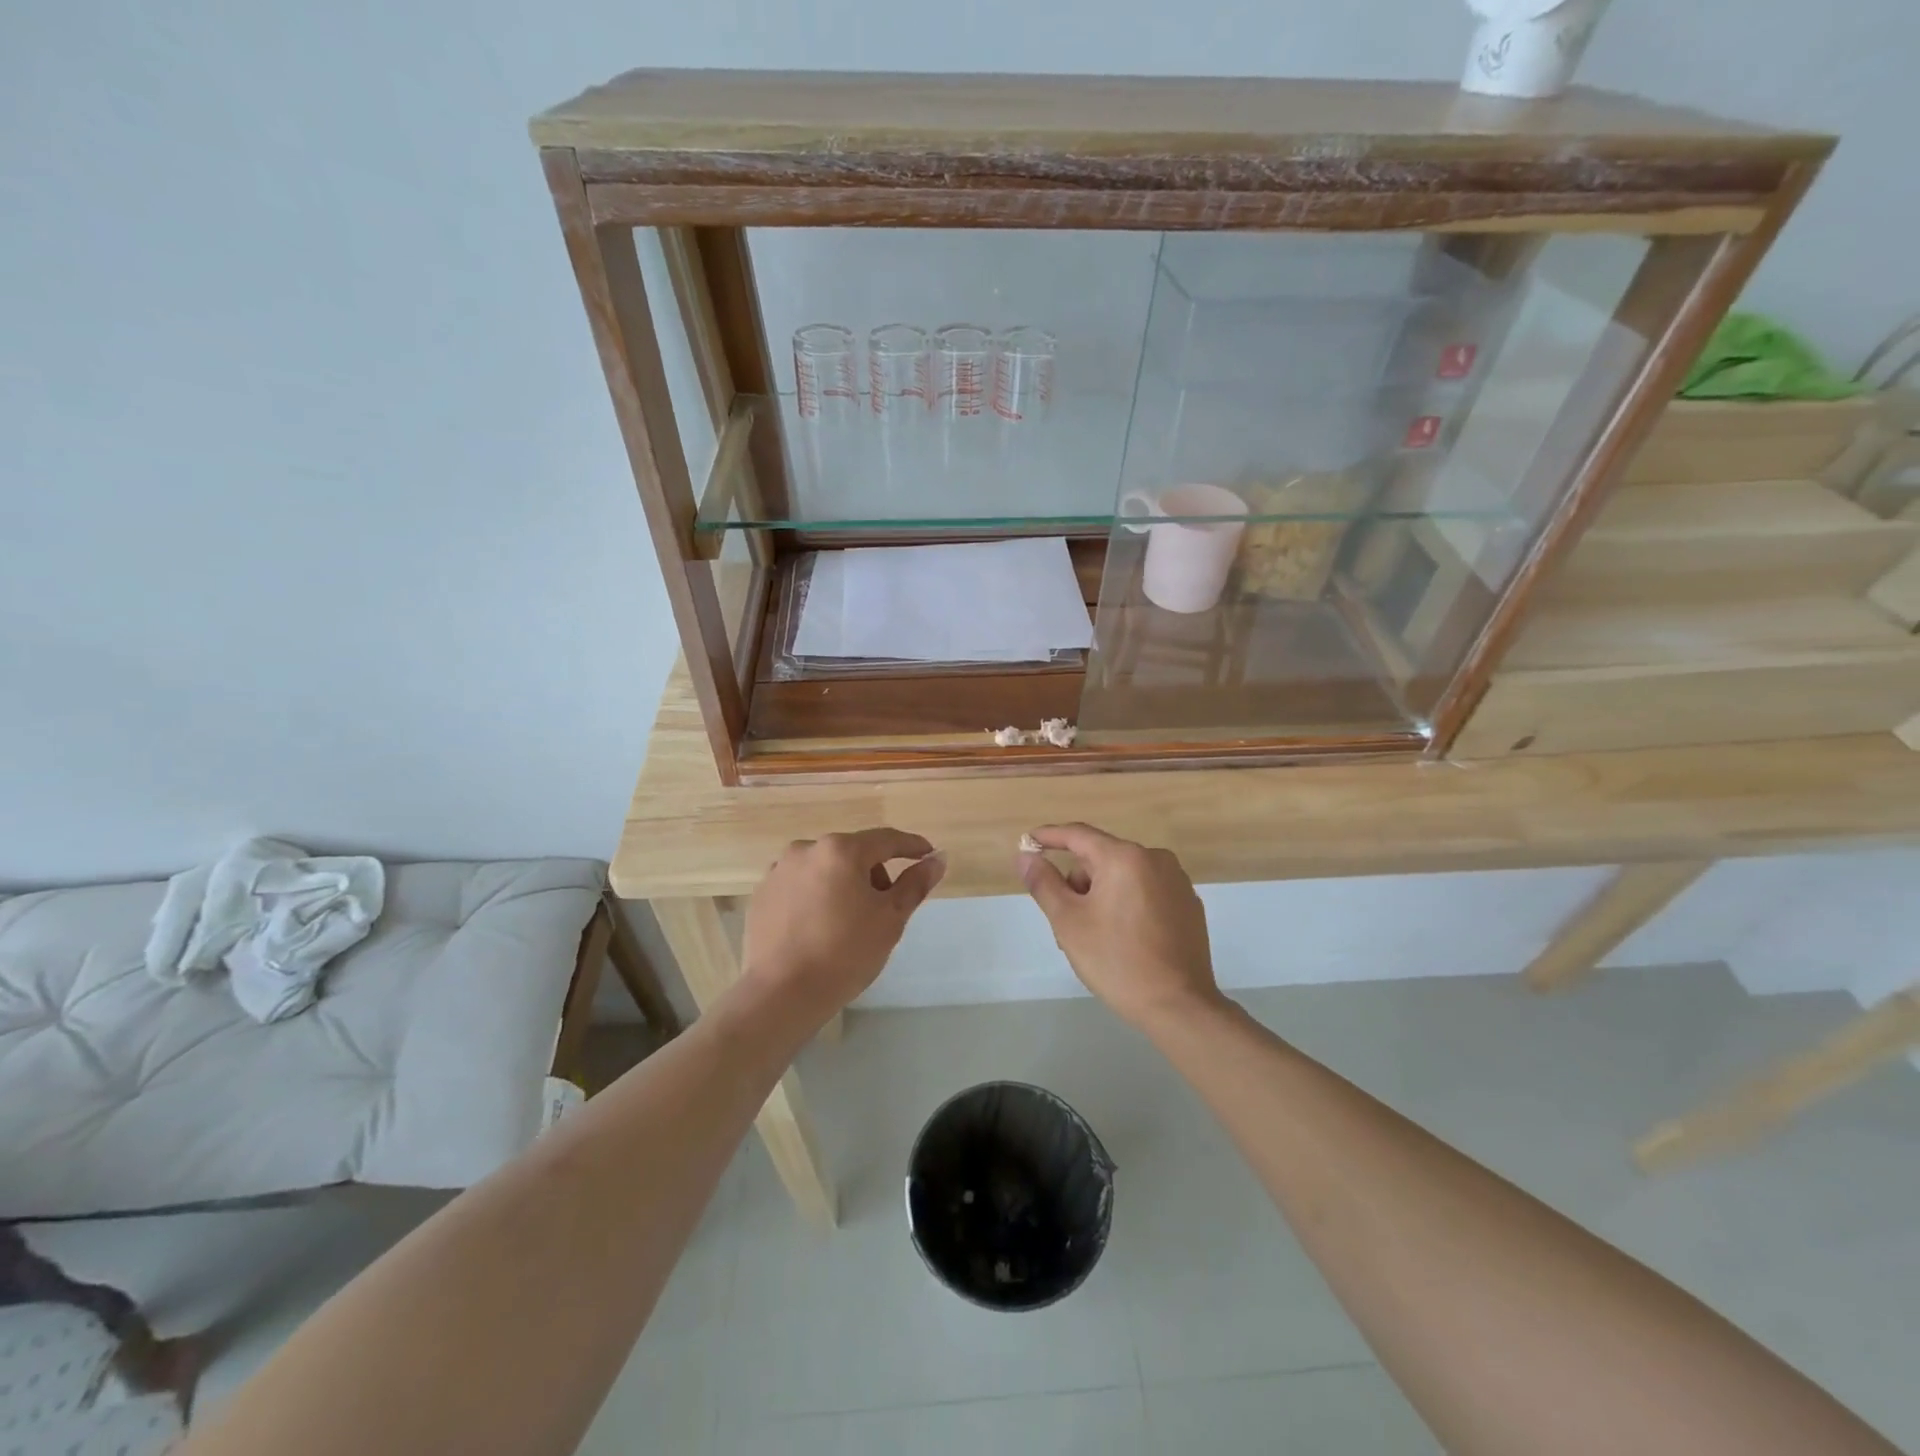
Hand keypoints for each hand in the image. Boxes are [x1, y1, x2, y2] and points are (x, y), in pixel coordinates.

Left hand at [739, 828, 945, 1027]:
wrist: (781, 994)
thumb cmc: (845, 953)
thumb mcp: (890, 918)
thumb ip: (915, 884)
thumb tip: (938, 858)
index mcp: (841, 850)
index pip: (886, 839)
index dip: (911, 846)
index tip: (928, 855)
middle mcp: (806, 849)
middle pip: (853, 852)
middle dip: (874, 872)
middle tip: (886, 906)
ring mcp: (778, 870)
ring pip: (824, 868)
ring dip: (843, 883)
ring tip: (849, 921)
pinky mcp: (761, 894)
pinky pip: (800, 885)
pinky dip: (816, 896)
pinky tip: (819, 927)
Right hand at [1019, 823, 1222, 1030]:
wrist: (1178, 1006)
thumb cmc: (1116, 960)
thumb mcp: (1068, 922)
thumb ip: (1044, 883)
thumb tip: (1026, 856)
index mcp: (1124, 857)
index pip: (1078, 834)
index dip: (1049, 836)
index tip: (1028, 841)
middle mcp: (1155, 859)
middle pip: (1101, 859)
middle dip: (1078, 883)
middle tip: (1066, 922)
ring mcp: (1177, 882)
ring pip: (1123, 876)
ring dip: (1101, 895)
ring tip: (1095, 938)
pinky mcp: (1188, 905)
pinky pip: (1146, 891)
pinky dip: (1127, 904)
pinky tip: (1124, 940)